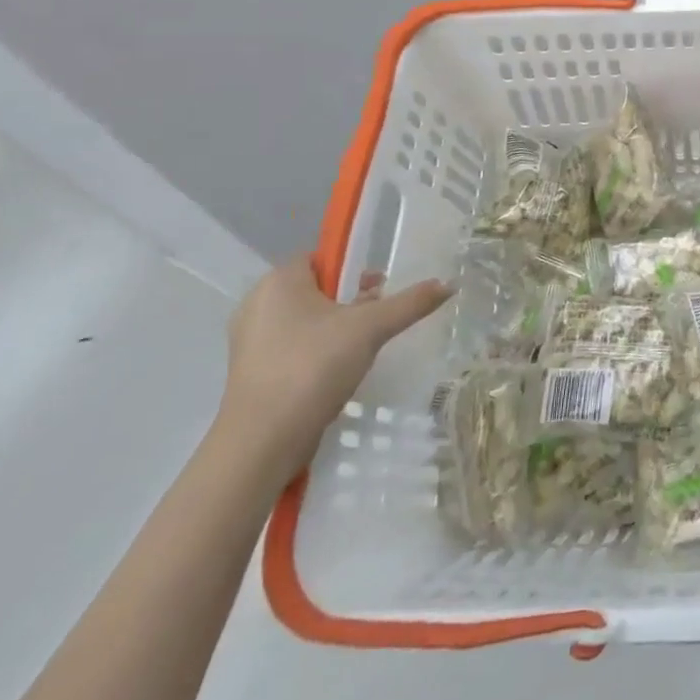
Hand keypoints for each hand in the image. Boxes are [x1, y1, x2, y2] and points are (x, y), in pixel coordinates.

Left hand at [216, 257, 448, 480]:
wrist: (263, 442)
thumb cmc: (313, 367)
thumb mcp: (371, 328)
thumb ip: (410, 303)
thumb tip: (449, 284)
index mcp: (278, 282)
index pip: (321, 257)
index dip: (352, 268)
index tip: (378, 288)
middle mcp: (257, 304)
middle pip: (316, 288)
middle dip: (349, 299)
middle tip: (377, 317)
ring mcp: (251, 341)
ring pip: (306, 319)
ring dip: (337, 327)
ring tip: (363, 346)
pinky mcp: (253, 372)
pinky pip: (293, 346)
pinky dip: (318, 351)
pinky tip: (338, 371)